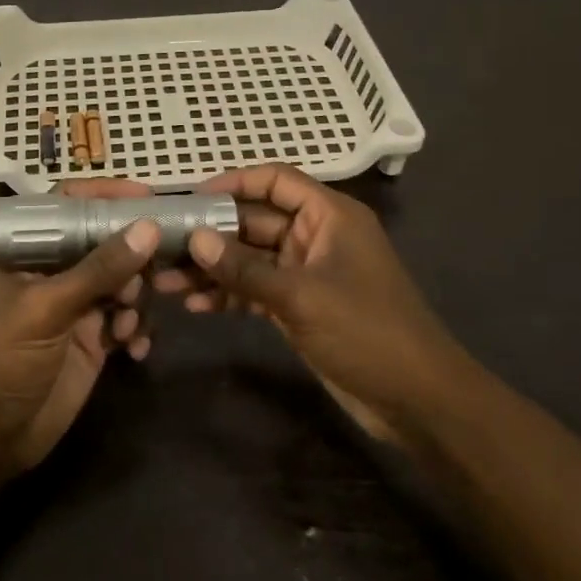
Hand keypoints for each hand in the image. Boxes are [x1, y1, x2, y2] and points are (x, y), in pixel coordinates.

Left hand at [0, 180, 160, 471]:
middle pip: (106, 242)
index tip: (148, 197)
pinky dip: (137, 329)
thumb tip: (149, 228)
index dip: (105, 196)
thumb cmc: (4, 358)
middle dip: (132, 257)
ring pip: (124, 281)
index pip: (69, 205)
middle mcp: (56, 271)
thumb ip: (99, 269)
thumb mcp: (47, 308)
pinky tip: (134, 349)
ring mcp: (78, 306)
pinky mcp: (95, 339)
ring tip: (125, 324)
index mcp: (30, 251)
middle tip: (152, 274)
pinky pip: (129, 319)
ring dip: (135, 299)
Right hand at [154, 164, 462, 440]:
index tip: (191, 197)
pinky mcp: (300, 306)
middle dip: (212, 234)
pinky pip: (257, 289)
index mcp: (329, 216)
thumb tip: (195, 239)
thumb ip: (245, 268)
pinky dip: (230, 295)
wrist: (416, 399)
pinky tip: (195, 306)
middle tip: (164, 244)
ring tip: (165, 281)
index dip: (234, 182)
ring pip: (251, 258)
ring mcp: (307, 273)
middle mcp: (317, 236)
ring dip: (213, 269)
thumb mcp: (301, 296)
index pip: (276, 181)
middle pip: (256, 221)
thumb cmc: (366, 331)